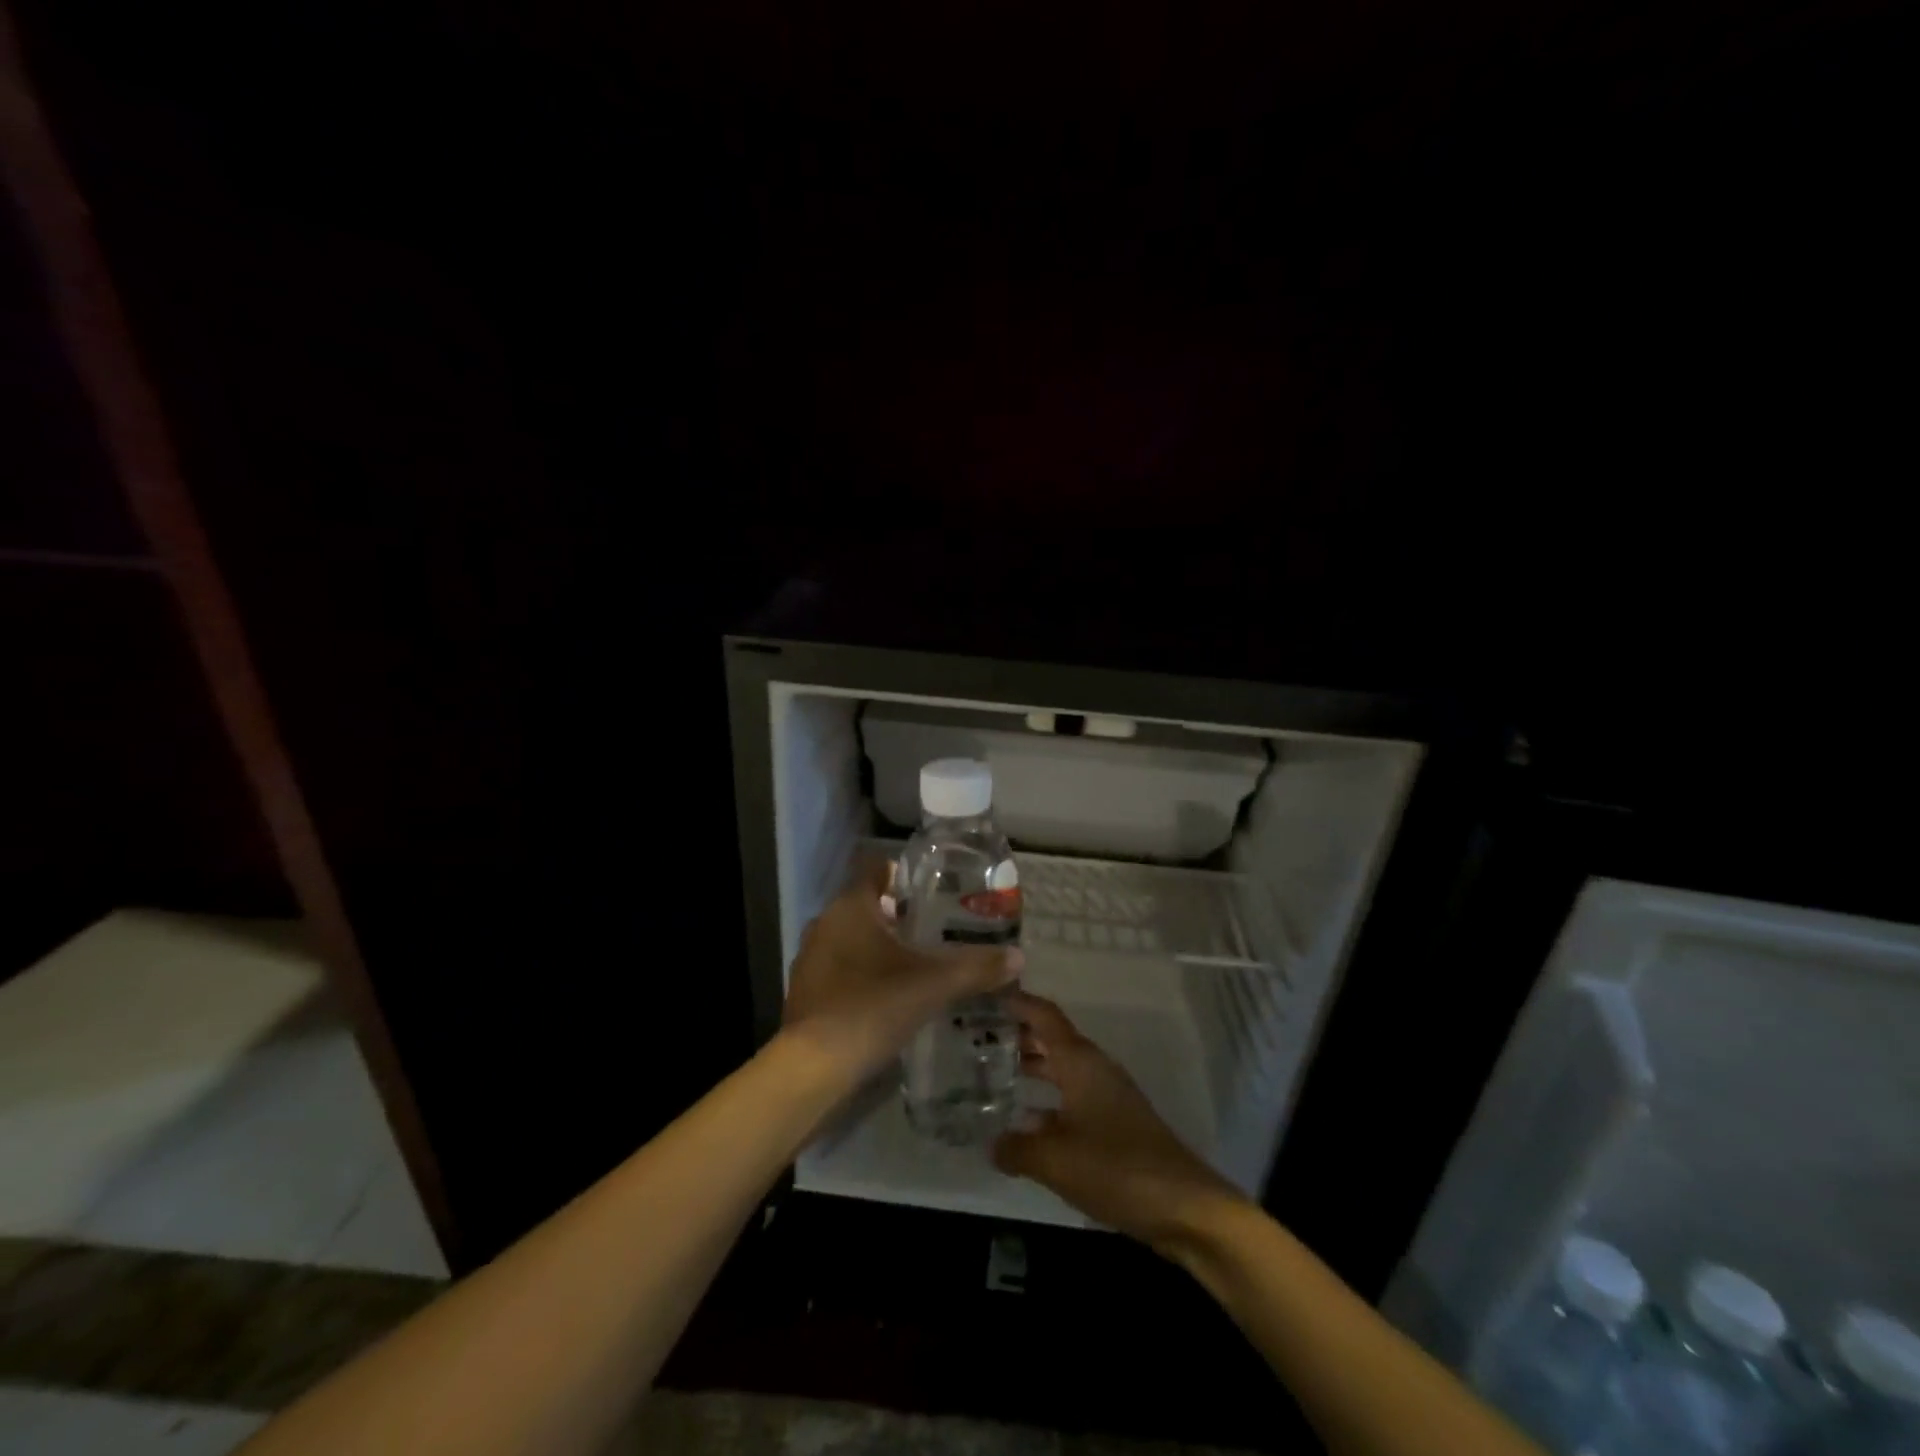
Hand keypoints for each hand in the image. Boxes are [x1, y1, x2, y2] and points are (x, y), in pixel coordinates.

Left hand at [780, 861, 1022, 1085]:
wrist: (813, 1068)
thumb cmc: (872, 1007)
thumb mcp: (933, 985)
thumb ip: (976, 968)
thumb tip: (1018, 957)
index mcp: (851, 907)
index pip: (875, 868)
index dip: (903, 872)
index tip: (933, 888)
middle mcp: (825, 923)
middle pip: (866, 904)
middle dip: (898, 913)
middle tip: (937, 927)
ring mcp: (810, 957)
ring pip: (851, 937)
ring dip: (879, 944)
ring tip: (917, 961)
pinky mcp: (805, 989)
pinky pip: (840, 966)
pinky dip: (862, 971)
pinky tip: (888, 994)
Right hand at [994, 992, 1245, 1245]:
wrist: (1183, 1206)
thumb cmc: (1115, 1168)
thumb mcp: (1055, 1160)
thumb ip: (1017, 1148)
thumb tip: (992, 1144)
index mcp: (1080, 1062)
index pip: (1045, 1016)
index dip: (1019, 1002)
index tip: (988, 995)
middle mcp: (1094, 1069)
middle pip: (1052, 1040)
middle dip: (1019, 1036)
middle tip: (979, 1038)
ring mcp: (1108, 1096)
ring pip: (1063, 1070)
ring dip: (1033, 1069)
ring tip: (993, 1074)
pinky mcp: (1116, 1124)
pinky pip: (1073, 1098)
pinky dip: (1048, 1101)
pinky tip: (1027, 1125)